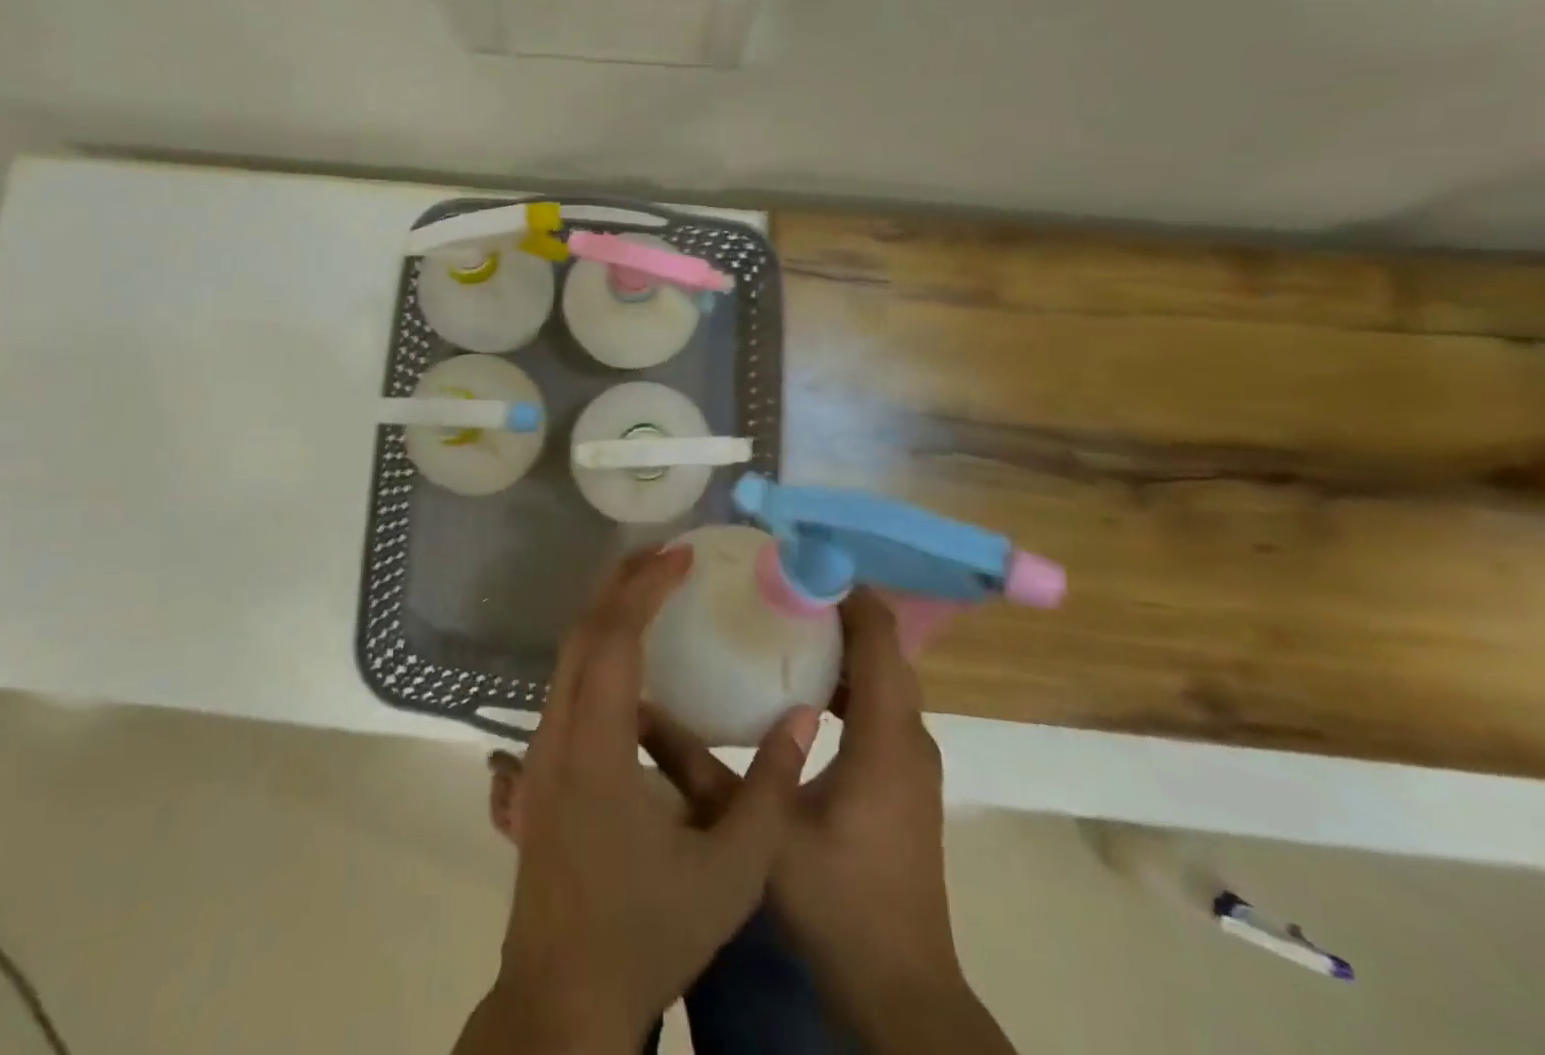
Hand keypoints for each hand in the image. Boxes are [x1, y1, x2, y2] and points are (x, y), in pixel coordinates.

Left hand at [456, 545, 819, 1053]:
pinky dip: (597, 645)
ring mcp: (541, 748)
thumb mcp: (730, 873)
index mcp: (595, 748)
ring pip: (568, 653)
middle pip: (582, 631)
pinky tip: (631, 654)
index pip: (614, 639)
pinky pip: (567, 680)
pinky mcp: (541, 765)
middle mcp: (557, 733)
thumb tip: (804, 717)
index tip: (682, 556)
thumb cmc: (648, 934)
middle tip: (670, 555)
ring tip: (652, 587)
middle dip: (623, 583)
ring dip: (607, 611)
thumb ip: (769, 790)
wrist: (562, 996)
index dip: (645, 588)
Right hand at [643, 589, 1015, 1054]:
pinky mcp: (903, 780)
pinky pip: (878, 706)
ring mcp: (911, 760)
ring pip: (881, 677)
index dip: (844, 589)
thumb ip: (698, 768)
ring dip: (840, 644)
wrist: (903, 993)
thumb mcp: (758, 828)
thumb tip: (643, 713)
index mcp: (885, 736)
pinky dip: (845, 681)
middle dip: (834, 608)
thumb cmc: (838, 903)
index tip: (794, 560)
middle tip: (773, 584)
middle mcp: (909, 737)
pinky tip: (797, 686)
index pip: (879, 635)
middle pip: (881, 648)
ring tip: (780, 619)